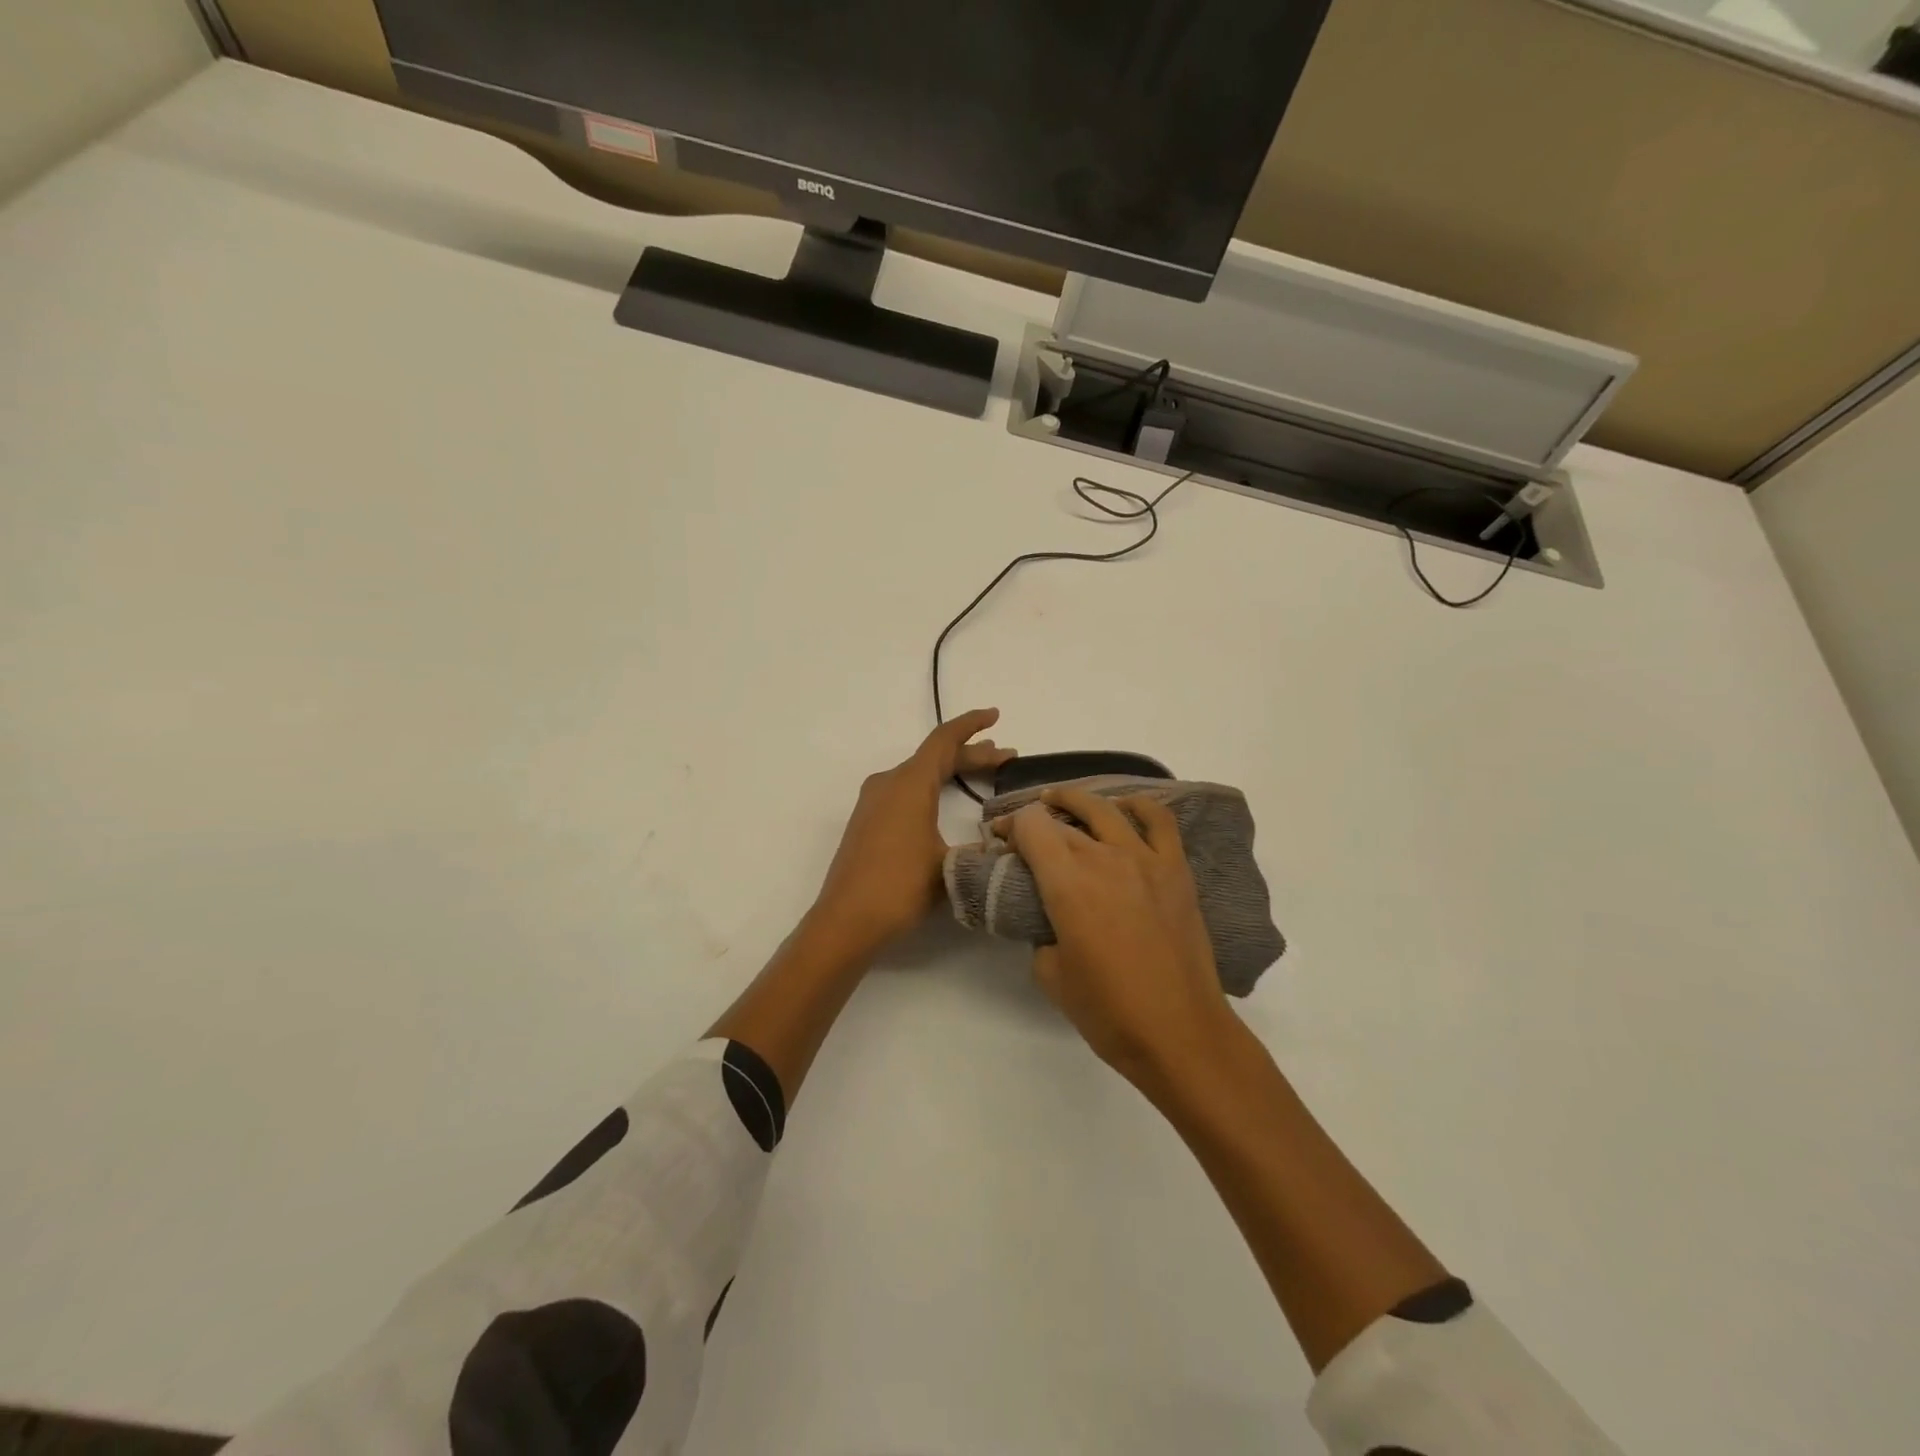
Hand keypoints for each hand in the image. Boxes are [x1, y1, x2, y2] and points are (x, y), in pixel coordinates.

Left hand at [812, 709, 1015, 954]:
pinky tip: (946, 803)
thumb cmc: (899, 887)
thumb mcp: (950, 866)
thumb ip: (979, 847)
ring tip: (984, 774)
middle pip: (934, 757)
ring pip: (920, 775)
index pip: (944, 740)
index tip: (994, 715)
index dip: (971, 725)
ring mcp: (874, 803)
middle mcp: (888, 783)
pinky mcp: (868, 822)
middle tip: (1006, 758)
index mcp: (909, 784)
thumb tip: (1003, 842)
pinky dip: (933, 789)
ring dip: (952, 772)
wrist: (846, 921)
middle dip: (971, 755)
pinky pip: (906, 791)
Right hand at [1001, 786, 1234, 1087]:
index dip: (1009, 827)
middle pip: (1060, 819)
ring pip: (1104, 809)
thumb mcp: (1050, 975)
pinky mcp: (1176, 870)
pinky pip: (1158, 820)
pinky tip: (1123, 809)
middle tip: (1020, 836)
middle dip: (1032, 821)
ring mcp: (1145, 859)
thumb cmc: (1108, 1011)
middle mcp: (1104, 858)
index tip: (1000, 841)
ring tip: (1060, 802)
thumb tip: (1050, 919)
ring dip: (1074, 800)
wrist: (1180, 1033)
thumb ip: (1041, 933)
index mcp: (1067, 883)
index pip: (1030, 827)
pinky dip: (1137, 805)